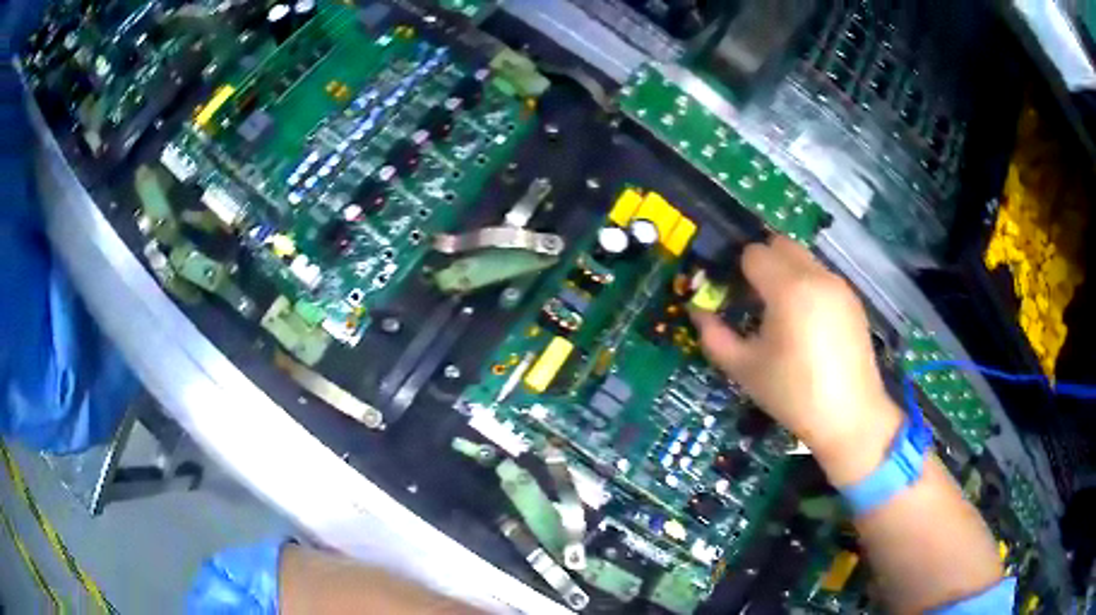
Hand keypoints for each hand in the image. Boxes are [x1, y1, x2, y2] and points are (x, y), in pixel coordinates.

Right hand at [690, 237, 903, 484]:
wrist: (850, 416)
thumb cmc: (793, 395)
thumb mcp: (744, 369)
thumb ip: (714, 336)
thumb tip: (698, 312)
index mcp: (788, 289)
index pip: (753, 253)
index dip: (737, 272)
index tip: (734, 298)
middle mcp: (816, 276)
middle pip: (780, 244)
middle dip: (762, 263)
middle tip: (754, 300)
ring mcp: (839, 285)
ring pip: (803, 258)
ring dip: (785, 272)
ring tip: (782, 315)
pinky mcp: (852, 299)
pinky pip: (821, 276)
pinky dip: (807, 286)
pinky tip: (807, 326)